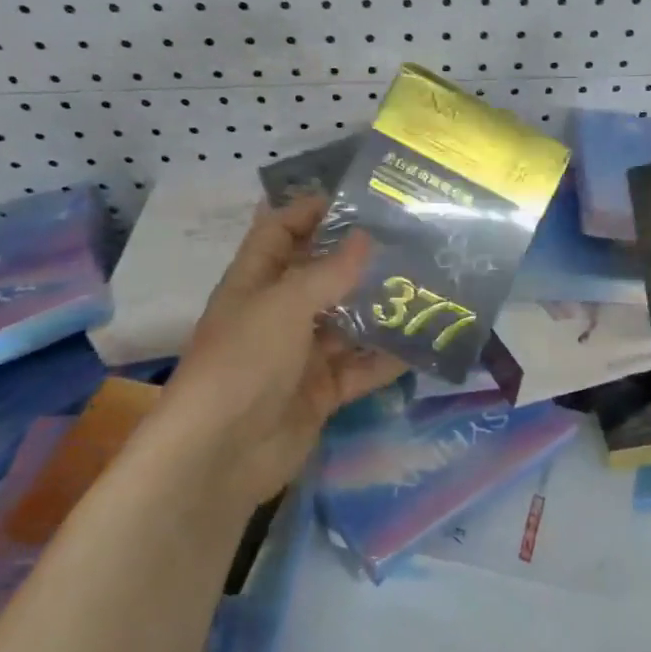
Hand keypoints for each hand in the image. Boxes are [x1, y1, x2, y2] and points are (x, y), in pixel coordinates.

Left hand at [144, 197, 404, 512]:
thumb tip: (366, 237)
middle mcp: (278, 314)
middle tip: (410, 242)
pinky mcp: (321, 391)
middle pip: (321, 277)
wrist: (222, 453)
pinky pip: (361, 368)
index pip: (279, 231)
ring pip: (347, 323)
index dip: (310, 211)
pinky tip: (423, 343)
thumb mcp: (284, 305)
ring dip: (380, 309)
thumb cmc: (244, 362)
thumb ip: (329, 272)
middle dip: (359, 260)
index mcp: (255, 283)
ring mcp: (300, 355)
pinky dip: (387, 358)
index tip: (358, 198)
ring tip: (429, 287)